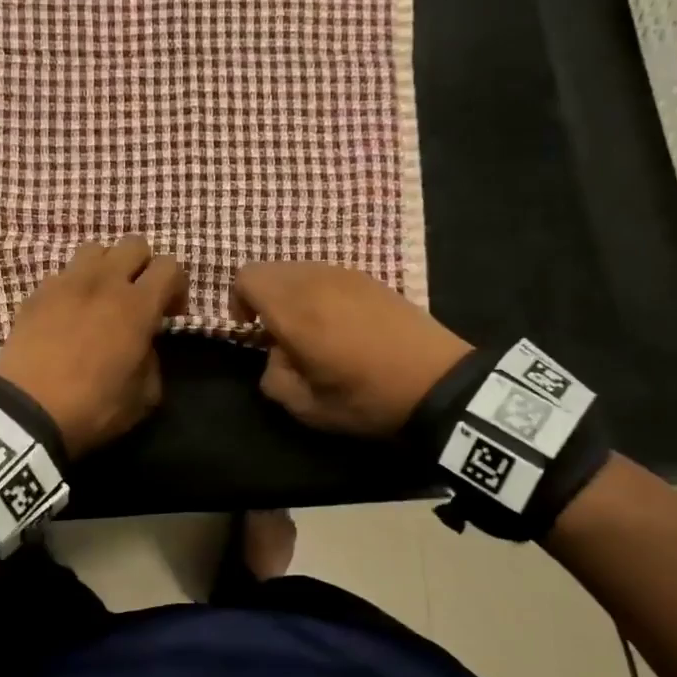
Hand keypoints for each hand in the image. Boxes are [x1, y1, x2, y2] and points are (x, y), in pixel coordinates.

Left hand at [0, 236, 187, 457]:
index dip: (177, 286)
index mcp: (137, 306)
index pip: (170, 266)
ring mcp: (67, 282)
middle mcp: (104, 282)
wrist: (27, 411)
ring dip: (107, 267)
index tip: (170, 314)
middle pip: (134, 244)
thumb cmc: (93, 407)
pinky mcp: (37, 292)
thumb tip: (144, 346)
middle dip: (144, 266)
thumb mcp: (143, 397)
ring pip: (96, 250)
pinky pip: (64, 274)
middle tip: (139, 298)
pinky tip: (69, 313)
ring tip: (102, 296)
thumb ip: (153, 361)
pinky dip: (74, 286)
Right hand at [230, 262, 471, 436]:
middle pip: (271, 269)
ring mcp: (346, 275)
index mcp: (294, 309)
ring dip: (292, 294)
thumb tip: (276, 355)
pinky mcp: (370, 278)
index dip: (238, 302)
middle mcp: (316, 281)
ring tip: (311, 329)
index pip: (246, 277)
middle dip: (264, 297)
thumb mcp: (307, 407)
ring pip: (299, 269)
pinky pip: (327, 275)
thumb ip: (273, 376)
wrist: (437, 383)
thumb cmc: (366, 398)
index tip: (252, 332)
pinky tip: (340, 323)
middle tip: (279, 334)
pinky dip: (318, 291)